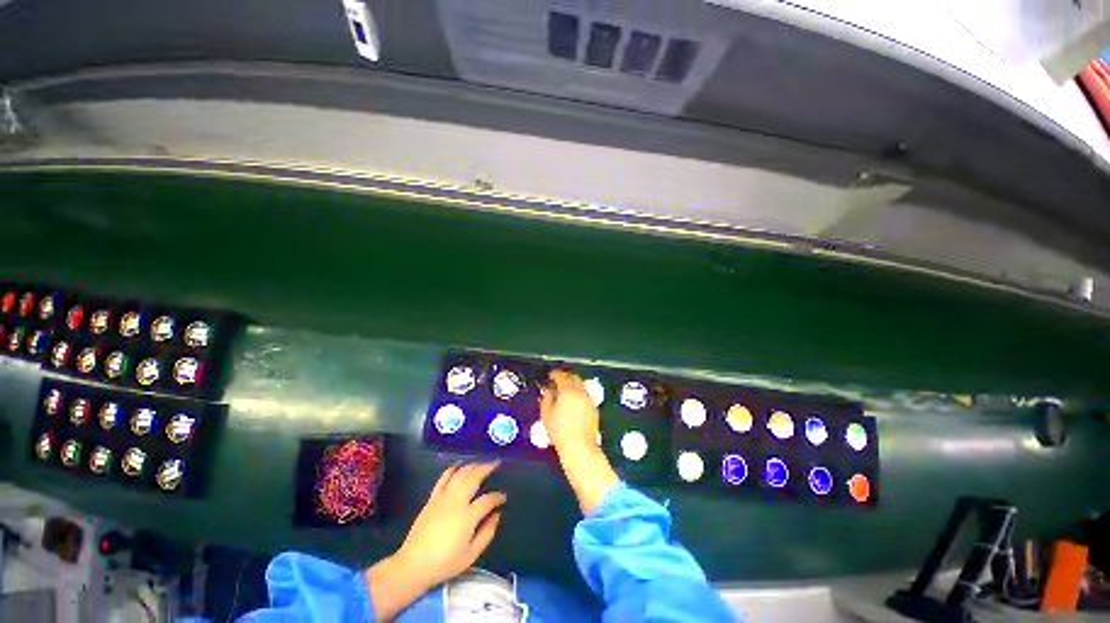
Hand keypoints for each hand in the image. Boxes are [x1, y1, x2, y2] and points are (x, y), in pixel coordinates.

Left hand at [366, 462, 504, 619]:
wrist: (413, 565)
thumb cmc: (444, 563)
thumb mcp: (471, 555)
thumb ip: (487, 534)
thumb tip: (497, 516)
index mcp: (468, 517)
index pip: (488, 499)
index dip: (498, 497)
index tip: (503, 498)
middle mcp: (456, 502)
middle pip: (474, 477)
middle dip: (487, 468)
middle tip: (496, 464)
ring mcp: (443, 498)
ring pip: (460, 474)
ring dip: (472, 466)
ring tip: (481, 463)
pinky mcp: (432, 498)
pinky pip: (443, 478)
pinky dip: (453, 468)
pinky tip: (459, 465)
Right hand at [539, 370, 600, 453]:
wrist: (579, 447)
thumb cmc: (560, 431)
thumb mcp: (547, 414)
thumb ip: (546, 398)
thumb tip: (548, 390)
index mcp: (568, 391)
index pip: (561, 376)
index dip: (554, 374)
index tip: (550, 375)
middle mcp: (580, 392)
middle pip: (573, 377)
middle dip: (565, 376)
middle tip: (557, 380)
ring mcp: (589, 399)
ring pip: (581, 385)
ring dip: (573, 384)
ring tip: (564, 391)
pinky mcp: (594, 408)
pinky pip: (585, 394)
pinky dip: (579, 393)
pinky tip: (573, 401)